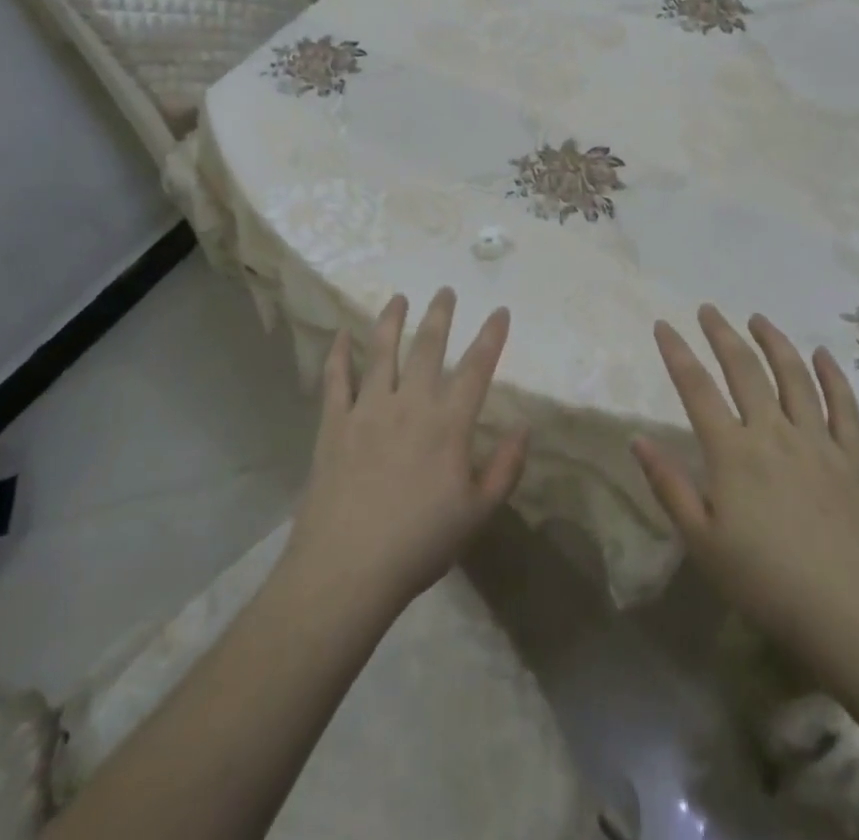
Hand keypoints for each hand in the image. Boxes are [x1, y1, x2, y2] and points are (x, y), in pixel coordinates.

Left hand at [282, 289, 527, 616]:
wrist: (347, 569)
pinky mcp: (333, 424)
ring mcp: (368, 409)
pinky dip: (338, 355)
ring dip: (391, 321)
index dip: (491, 336)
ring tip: (398, 298)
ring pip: (381, 352)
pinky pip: (335, 380)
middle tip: (445, 290)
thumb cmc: (419, 544)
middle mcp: (409, 403)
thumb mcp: (478, 513)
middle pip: (428, 347)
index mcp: (448, 424)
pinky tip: (341, 335)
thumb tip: (524, 427)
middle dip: (440, 315)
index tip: (500, 311)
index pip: (476, 368)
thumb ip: (506, 467)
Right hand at [632, 306, 858, 658]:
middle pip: (745, 369)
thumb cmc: (769, 584)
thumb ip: (670, 486)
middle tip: (708, 309)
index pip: (696, 388)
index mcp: (733, 452)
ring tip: (758, 319)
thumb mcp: (703, 543)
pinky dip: (832, 376)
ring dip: (774, 342)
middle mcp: (774, 433)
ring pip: (794, 376)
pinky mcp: (855, 458)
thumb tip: (637, 439)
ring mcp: (819, 442)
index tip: (663, 324)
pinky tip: (823, 355)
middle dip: (722, 334)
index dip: (677, 352)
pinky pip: (844, 406)